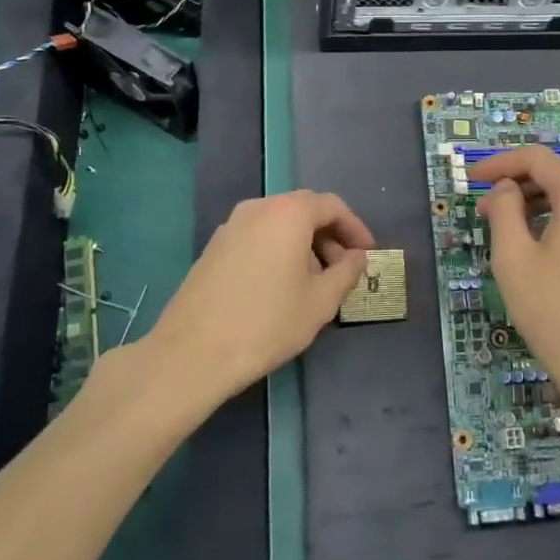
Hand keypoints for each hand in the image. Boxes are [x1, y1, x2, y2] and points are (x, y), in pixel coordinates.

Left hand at [141, 191, 373, 404]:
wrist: (192, 353)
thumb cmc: (267, 323)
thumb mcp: (320, 301)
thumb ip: (347, 272)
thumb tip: (357, 257)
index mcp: (288, 213)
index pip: (332, 206)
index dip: (355, 228)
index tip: (367, 254)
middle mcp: (258, 208)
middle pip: (304, 210)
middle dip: (330, 236)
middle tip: (344, 269)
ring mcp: (231, 226)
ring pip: (279, 224)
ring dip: (304, 244)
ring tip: (314, 283)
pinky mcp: (214, 247)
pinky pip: (258, 237)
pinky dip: (278, 250)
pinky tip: (281, 287)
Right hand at [473, 146, 559, 424]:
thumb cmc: (554, 312)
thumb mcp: (514, 258)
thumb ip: (504, 211)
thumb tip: (505, 190)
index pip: (539, 159)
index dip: (501, 163)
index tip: (471, 179)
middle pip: (558, 177)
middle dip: (517, 185)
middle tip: (483, 210)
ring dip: (535, 205)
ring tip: (503, 229)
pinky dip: (557, 222)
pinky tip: (536, 247)